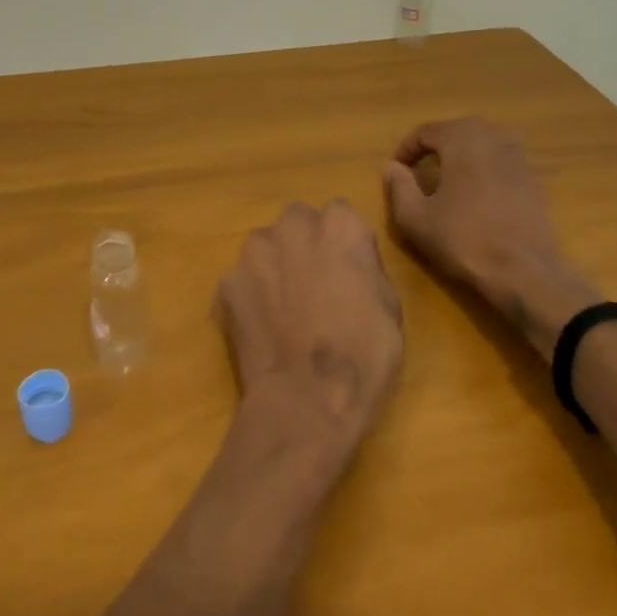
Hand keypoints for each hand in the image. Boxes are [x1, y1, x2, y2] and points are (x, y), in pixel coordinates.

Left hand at [215, 201, 404, 480]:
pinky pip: (241, 280)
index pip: (339, 215)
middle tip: (312, 286)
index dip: (341, 244)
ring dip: (273, 266)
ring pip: (265, 247)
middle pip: (298, 223)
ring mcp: (255, 252)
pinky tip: (261, 329)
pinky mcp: (227, 282)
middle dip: (303, 245)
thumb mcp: (389, 306)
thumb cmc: (364, 356)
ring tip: (283, 310)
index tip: (345, 271)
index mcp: (341, 226)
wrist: (307, 400)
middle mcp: (294, 226)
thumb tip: (350, 261)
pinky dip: (249, 297)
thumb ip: (365, 267)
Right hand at [382, 118, 601, 356]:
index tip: (396, 171)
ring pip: (482, 143)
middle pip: (457, 130)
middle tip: (418, 169)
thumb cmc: (463, 239)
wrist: (525, 270)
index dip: (406, 149)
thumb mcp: (415, 218)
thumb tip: (392, 167)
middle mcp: (493, 137)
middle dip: (435, 146)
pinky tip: (474, 194)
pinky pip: (500, 160)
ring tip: (446, 178)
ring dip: (461, 154)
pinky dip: (483, 168)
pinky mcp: (533, 178)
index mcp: (462, 139)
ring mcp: (518, 156)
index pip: (426, 131)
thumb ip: (398, 186)